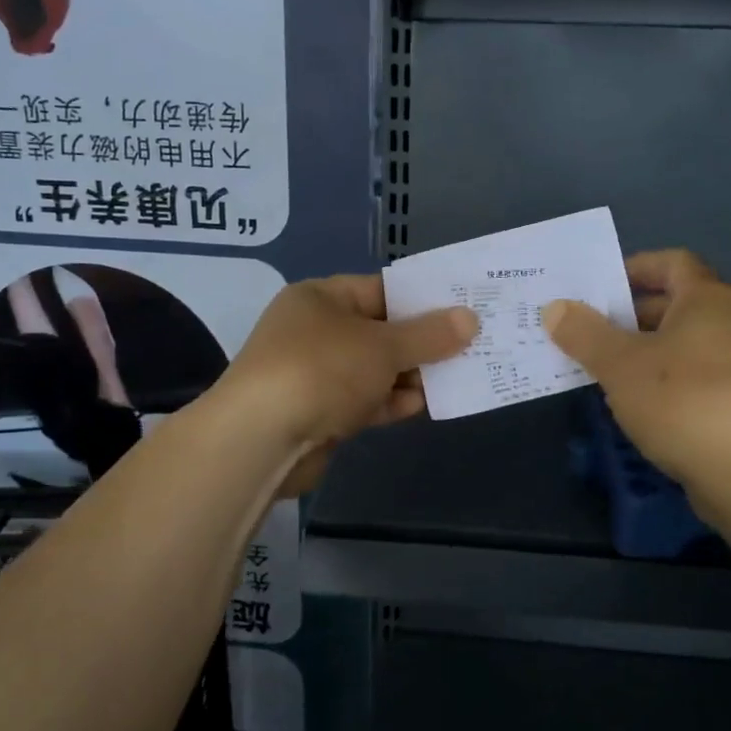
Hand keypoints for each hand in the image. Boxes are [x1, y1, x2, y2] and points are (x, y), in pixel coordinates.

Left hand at [218, 273, 477, 495]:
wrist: (260, 440)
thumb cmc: (322, 370)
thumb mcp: (383, 346)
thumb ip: (429, 335)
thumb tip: (470, 319)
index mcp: (321, 298)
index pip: (381, 290)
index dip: (423, 300)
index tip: (463, 309)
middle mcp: (315, 330)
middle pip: (380, 331)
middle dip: (422, 342)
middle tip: (470, 346)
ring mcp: (314, 373)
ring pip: (373, 369)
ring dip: (410, 375)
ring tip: (457, 376)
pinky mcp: (317, 412)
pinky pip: (363, 400)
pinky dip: (389, 401)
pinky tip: (421, 405)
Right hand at [545, 249, 730, 488]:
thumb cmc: (681, 399)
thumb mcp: (619, 363)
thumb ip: (584, 333)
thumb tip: (555, 309)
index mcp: (709, 298)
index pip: (672, 262)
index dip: (633, 268)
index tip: (598, 288)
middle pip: (676, 303)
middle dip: (630, 315)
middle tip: (588, 330)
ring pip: (684, 344)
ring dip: (644, 351)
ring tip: (603, 368)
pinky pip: (696, 376)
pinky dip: (664, 380)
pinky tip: (637, 404)